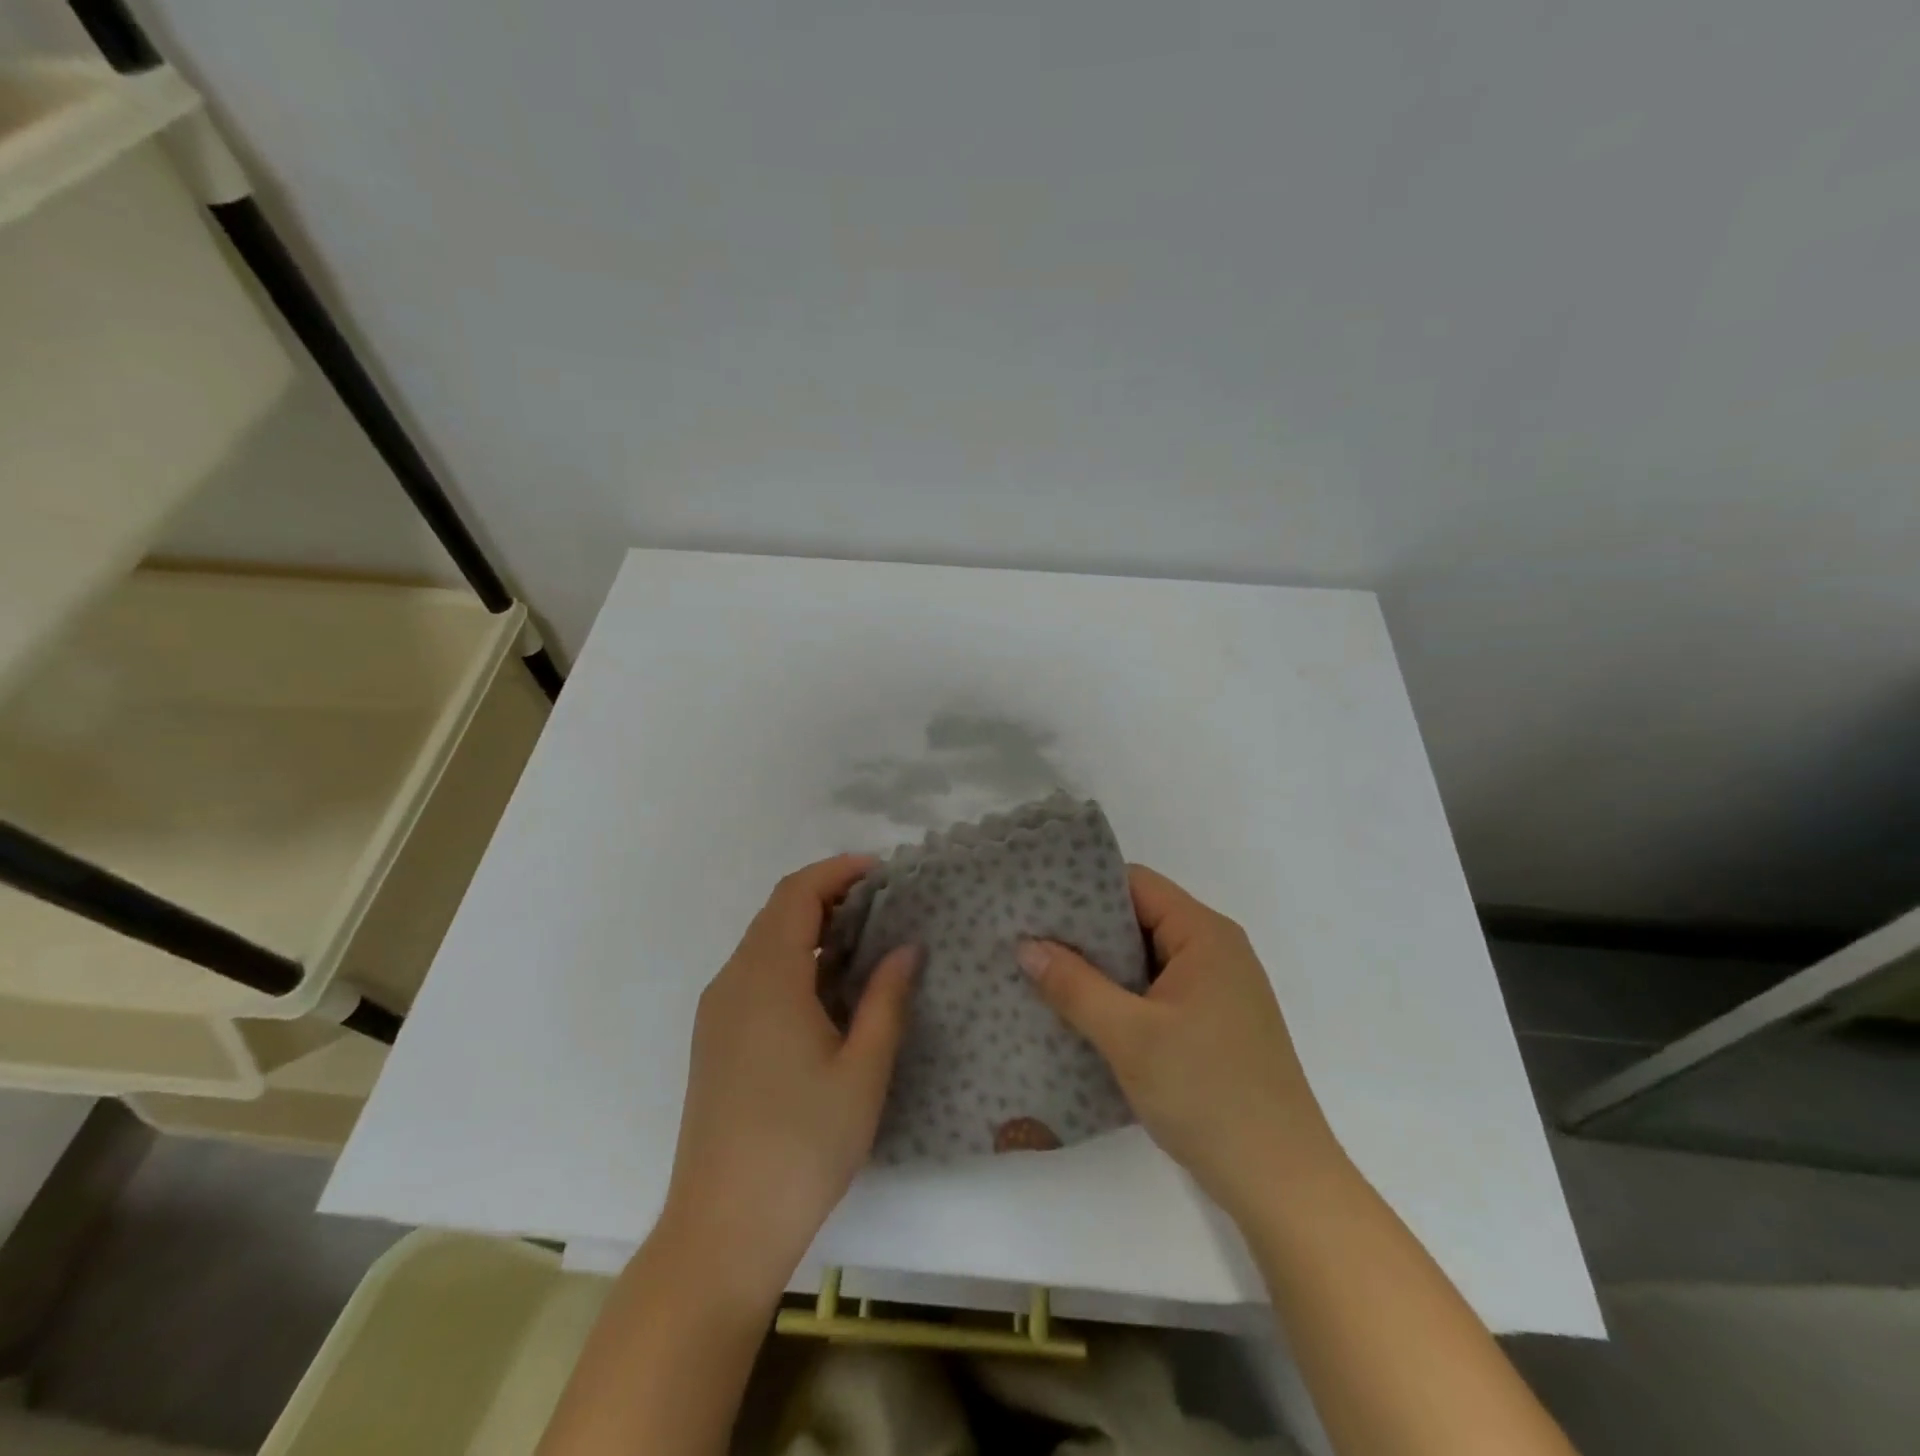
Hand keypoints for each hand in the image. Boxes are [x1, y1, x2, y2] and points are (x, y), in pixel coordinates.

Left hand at [661, 854, 917, 1306]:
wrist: (722, 1229)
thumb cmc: (802, 1146)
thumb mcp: (862, 1071)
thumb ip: (886, 999)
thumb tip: (905, 947)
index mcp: (768, 978)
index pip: (797, 894)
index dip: (838, 871)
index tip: (881, 870)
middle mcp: (733, 980)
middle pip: (777, 911)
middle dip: (827, 894)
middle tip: (881, 903)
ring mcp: (717, 1010)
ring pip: (763, 941)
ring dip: (809, 926)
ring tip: (862, 940)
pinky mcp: (714, 1037)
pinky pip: (753, 971)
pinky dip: (791, 957)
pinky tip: (825, 987)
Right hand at [1016, 865, 1338, 1216]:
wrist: (1282, 1184)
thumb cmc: (1208, 1094)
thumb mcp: (1130, 1036)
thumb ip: (1074, 985)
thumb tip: (1025, 946)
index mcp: (1205, 935)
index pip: (1136, 885)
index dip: (1084, 888)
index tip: (1036, 902)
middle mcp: (1216, 951)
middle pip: (1140, 918)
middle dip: (1085, 931)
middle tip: (1028, 940)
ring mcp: (1217, 990)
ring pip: (1146, 959)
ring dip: (1100, 967)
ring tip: (1044, 973)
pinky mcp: (1213, 1025)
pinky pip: (1157, 991)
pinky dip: (1121, 996)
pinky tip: (1081, 1013)